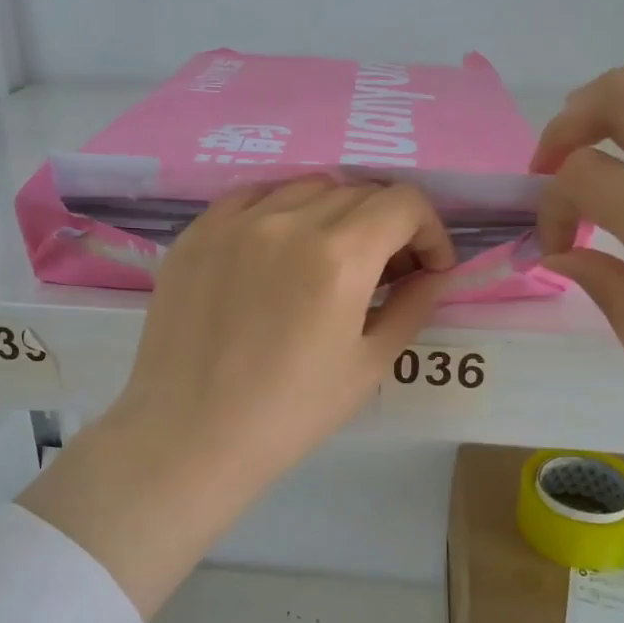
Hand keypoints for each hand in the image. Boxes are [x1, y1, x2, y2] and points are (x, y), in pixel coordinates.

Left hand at [21, 178, 452, 614]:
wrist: (190, 435)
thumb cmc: (290, 413)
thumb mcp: (368, 365)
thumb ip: (412, 305)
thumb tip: (433, 272)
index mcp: (339, 256)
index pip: (403, 202)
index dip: (430, 230)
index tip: (427, 267)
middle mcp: (287, 221)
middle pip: (359, 192)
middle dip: (387, 226)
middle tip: (385, 272)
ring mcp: (235, 221)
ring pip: (306, 187)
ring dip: (335, 214)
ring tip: (328, 260)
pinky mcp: (197, 232)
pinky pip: (253, 197)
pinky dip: (281, 212)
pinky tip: (277, 250)